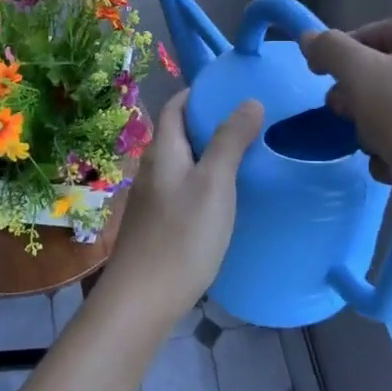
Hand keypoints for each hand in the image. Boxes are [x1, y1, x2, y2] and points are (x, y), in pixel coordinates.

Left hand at [98, 90, 262, 328]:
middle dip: (209, 123)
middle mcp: (152, 169)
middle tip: (249, 121)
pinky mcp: (157, 225)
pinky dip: (204, 181)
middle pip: (178, 134)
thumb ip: (230, 141)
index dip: (198, 93)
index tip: (230, 90)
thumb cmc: (182, 237)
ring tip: (245, 156)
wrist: (142, 301)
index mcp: (163, 151)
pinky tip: (225, 198)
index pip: (175, 107)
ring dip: (208, 154)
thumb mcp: (214, 184)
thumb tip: (249, 100)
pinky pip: (183, 189)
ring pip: (182, 163)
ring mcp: (152, 199)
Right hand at [302, 13, 391, 221]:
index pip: (363, 36)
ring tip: (383, 153)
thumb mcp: (362, 77)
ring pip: (390, 106)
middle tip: (355, 122)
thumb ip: (329, 50)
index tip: (325, 91)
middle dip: (358, 104)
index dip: (337, 63)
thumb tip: (309, 37)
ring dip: (374, 132)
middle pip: (376, 72)